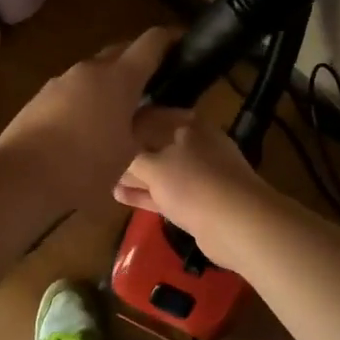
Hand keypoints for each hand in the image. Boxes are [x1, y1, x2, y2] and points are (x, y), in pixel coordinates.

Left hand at [0, 28, 188, 210]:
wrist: (20, 176)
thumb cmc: (84, 165)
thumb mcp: (128, 150)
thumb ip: (153, 125)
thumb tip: (181, 112)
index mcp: (118, 77)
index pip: (150, 42)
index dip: (170, 39)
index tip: (184, 43)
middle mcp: (89, 69)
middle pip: (121, 52)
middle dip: (140, 60)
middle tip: (156, 83)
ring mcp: (61, 81)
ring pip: (95, 71)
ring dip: (112, 81)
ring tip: (123, 109)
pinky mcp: (41, 97)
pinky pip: (74, 88)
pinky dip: (89, 97)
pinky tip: (89, 124)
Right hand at [114, 112, 277, 268]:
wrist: (238, 224)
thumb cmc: (193, 183)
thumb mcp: (152, 166)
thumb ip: (131, 158)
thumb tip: (116, 153)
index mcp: (188, 126)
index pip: (152, 116)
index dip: (128, 122)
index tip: (104, 128)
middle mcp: (196, 146)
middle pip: (157, 144)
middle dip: (131, 152)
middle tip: (101, 155)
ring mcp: (201, 175)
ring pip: (162, 172)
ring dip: (137, 176)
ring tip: (105, 178)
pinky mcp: (200, 202)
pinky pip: (167, 193)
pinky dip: (146, 194)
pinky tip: (121, 195)